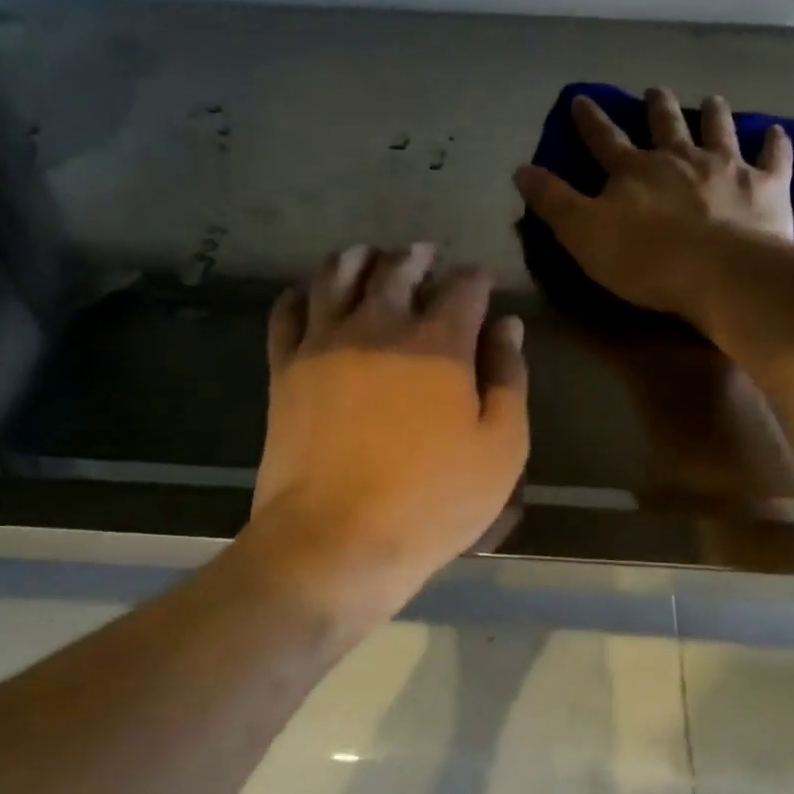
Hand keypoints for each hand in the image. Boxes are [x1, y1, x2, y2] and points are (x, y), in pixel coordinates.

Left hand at [243, 243, 527, 624]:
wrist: (336, 540)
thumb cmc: (432, 500)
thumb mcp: (500, 447)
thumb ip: (508, 378)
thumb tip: (507, 325)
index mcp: (439, 342)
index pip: (463, 288)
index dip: (476, 278)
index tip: (482, 280)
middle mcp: (380, 326)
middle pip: (397, 269)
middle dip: (417, 257)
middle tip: (425, 254)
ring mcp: (325, 343)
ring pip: (338, 276)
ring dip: (358, 259)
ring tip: (369, 256)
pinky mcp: (286, 369)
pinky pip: (288, 312)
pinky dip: (302, 293)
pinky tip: (311, 293)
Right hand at [514, 88, 793, 315]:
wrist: (721, 273)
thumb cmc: (645, 260)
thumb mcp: (583, 234)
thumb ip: (553, 202)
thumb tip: (521, 169)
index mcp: (634, 170)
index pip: (603, 138)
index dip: (589, 119)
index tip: (581, 99)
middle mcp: (680, 157)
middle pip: (665, 123)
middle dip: (656, 106)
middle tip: (654, 91)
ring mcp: (727, 167)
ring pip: (718, 129)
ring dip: (713, 113)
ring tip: (712, 100)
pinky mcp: (766, 187)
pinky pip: (773, 157)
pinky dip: (774, 143)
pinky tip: (776, 132)